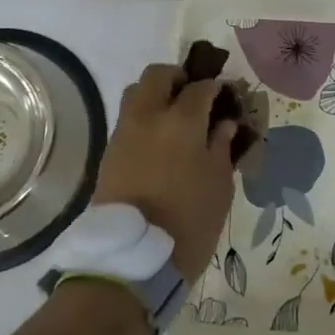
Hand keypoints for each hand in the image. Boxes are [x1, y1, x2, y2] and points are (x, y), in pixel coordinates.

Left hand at [93, 63, 239, 279]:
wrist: (133, 259)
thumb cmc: (189, 222)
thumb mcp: (219, 186)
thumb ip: (221, 147)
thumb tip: (223, 124)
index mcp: (182, 121)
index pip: (200, 87)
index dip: (215, 87)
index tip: (225, 96)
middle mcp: (149, 116)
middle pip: (158, 75)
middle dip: (178, 78)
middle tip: (194, 96)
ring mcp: (124, 132)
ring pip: (136, 92)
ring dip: (156, 94)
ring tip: (174, 117)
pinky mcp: (109, 151)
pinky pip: (128, 119)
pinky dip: (144, 118)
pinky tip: (160, 141)